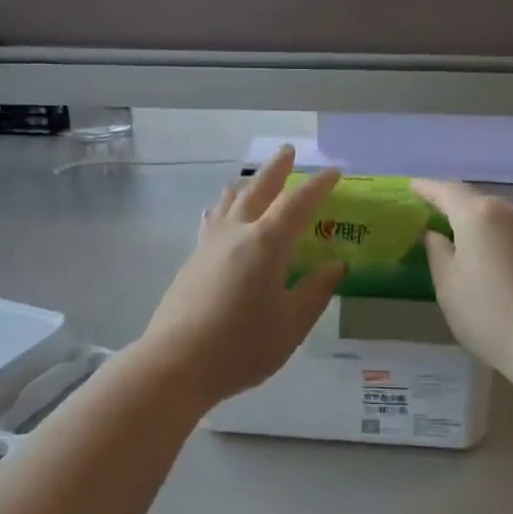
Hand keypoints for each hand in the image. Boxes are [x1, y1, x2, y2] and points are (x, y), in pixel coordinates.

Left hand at [139, 146, 346, 406]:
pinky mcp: (193, 259)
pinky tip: (219, 215)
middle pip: (259, 189)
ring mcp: (210, 244)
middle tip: (288, 151)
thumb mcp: (291, 325)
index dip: (318, 186)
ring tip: (253, 179)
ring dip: (247, 184)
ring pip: (230, 201)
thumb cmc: (242, 346)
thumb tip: (336, 265)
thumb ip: (315, 292)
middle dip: (276, 169)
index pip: (298, 204)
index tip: (334, 171)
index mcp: (267, 243)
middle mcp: (237, 233)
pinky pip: (213, 219)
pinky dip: (224, 207)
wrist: (176, 362)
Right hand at [412, 179, 512, 378]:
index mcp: (478, 215)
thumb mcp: (447, 284)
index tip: (414, 187)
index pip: (447, 191)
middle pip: (479, 201)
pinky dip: (509, 239)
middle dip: (459, 206)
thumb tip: (434, 233)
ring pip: (505, 216)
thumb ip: (437, 251)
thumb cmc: (487, 314)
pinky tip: (506, 260)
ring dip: (487, 223)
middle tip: (441, 216)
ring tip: (475, 238)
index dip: (428, 188)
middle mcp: (512, 212)